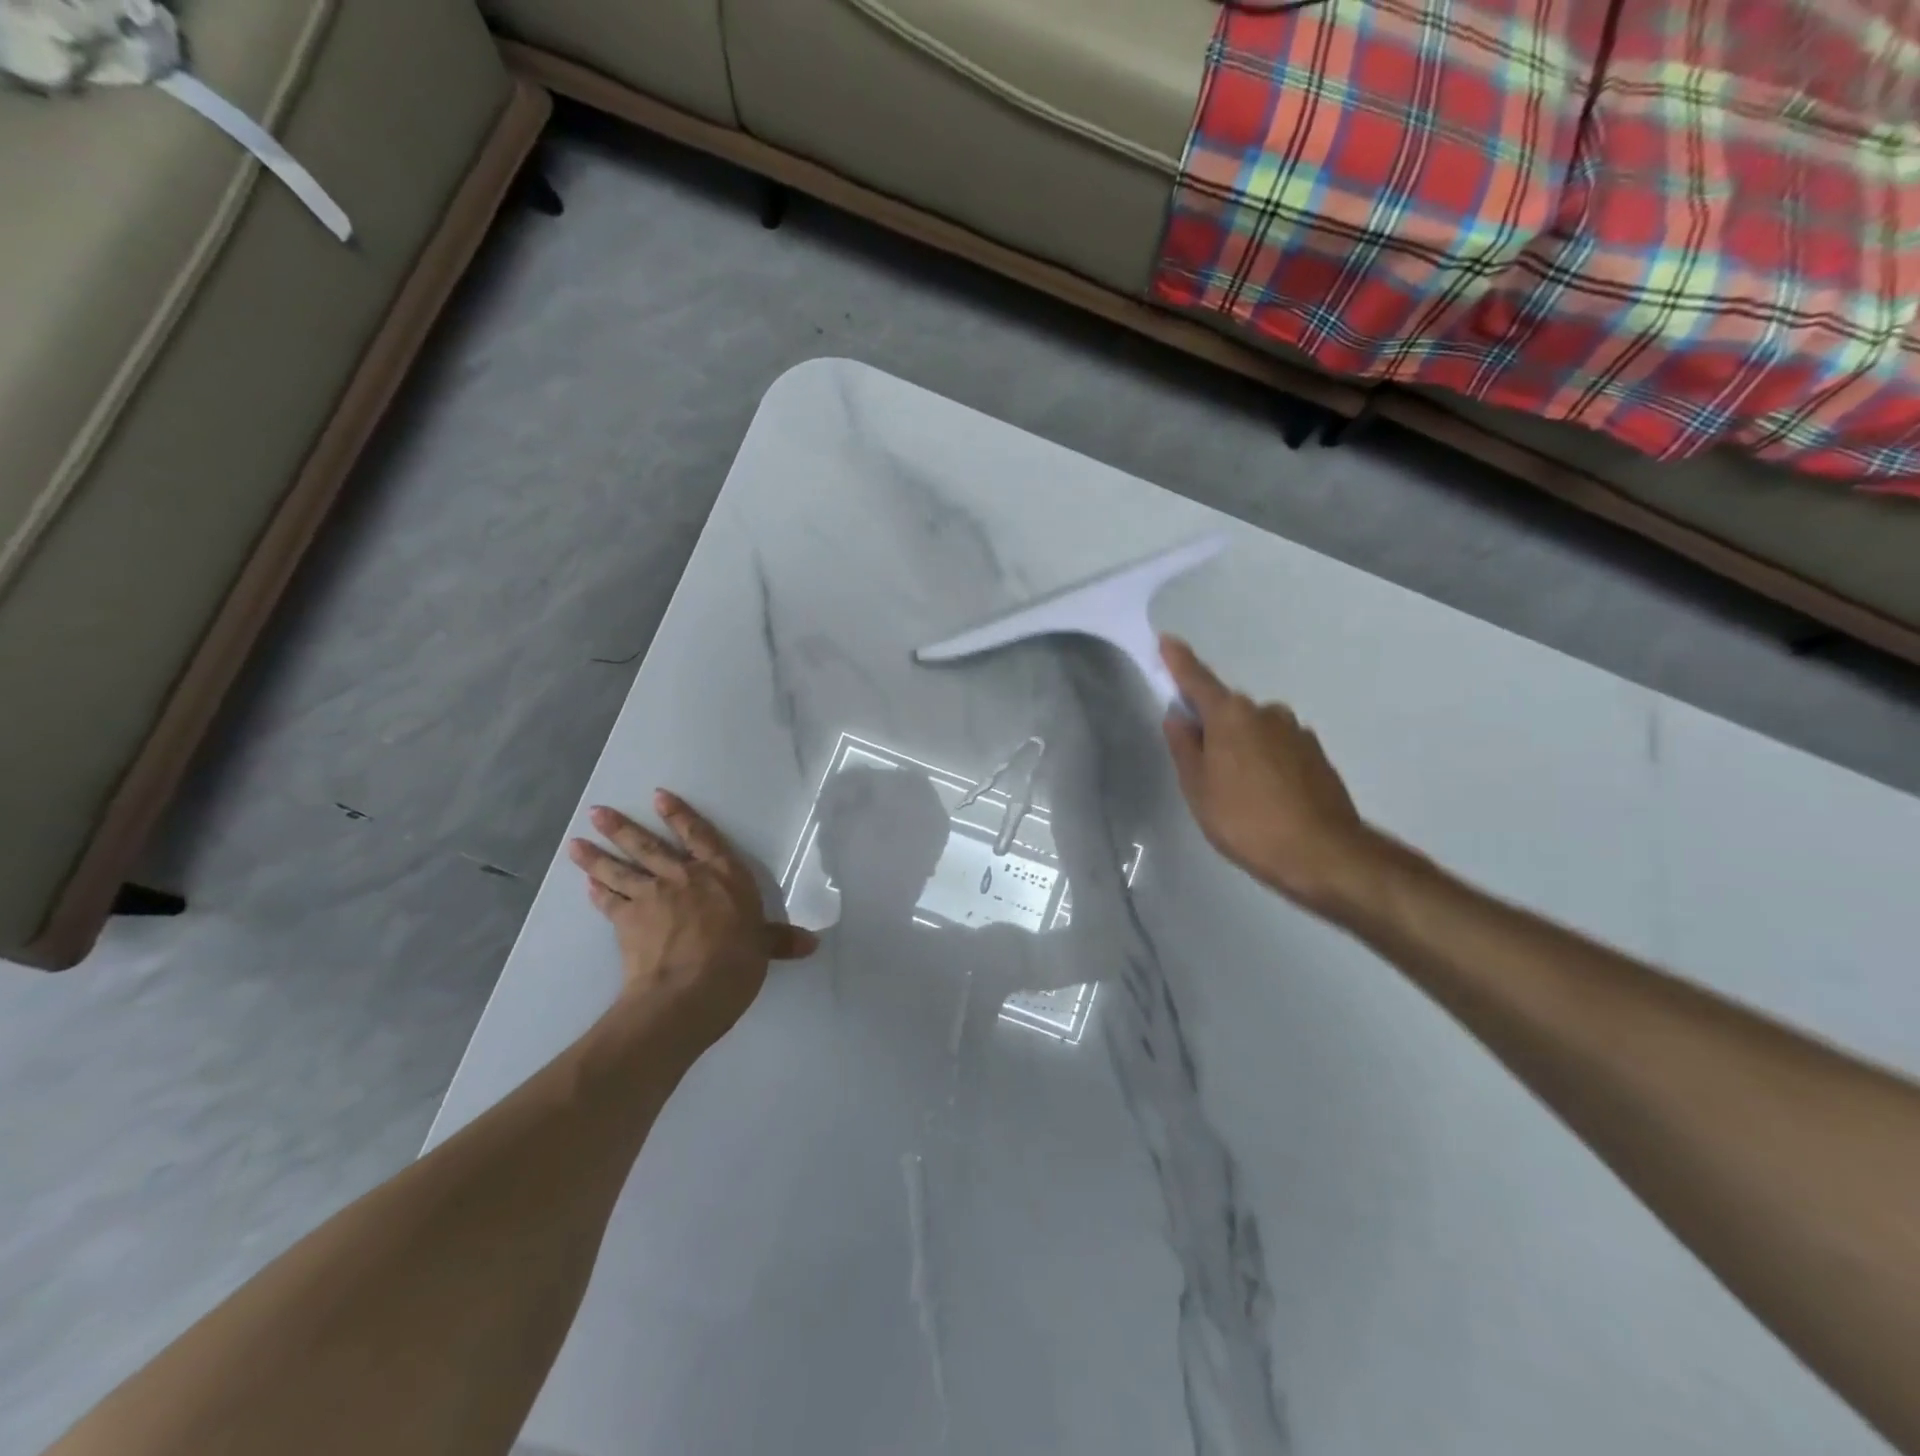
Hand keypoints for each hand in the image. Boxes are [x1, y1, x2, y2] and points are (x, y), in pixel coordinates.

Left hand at [569, 792, 817, 1045]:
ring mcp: (651, 897)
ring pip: (620, 870)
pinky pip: (609, 902)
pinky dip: (598, 893)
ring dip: (596, 857)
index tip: (658, 796)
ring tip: (575, 844)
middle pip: (648, 846)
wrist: (689, 991)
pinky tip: (588, 885)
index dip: (680, 815)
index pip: (700, 836)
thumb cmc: (736, 961)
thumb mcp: (763, 947)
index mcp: (722, 875)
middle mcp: (684, 877)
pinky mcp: (627, 922)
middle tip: (596, 812)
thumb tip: (811, 944)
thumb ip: (780, 940)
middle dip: (622, 828)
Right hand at [1159, 637, 1379, 914]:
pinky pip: (1278, 749)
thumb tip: (1178, 717)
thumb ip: (1184, 747)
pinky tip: (1265, 796)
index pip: (1197, 680)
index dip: (1179, 662)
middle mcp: (1266, 713)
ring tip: (1237, 791)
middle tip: (1200, 765)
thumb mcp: (1198, 788)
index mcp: (1231, 715)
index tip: (1167, 640)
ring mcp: (1297, 732)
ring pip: (1255, 731)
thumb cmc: (1245, 820)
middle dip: (1212, 726)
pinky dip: (1265, 762)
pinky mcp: (1317, 756)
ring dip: (1241, 748)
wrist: (1322, 854)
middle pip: (1228, 710)